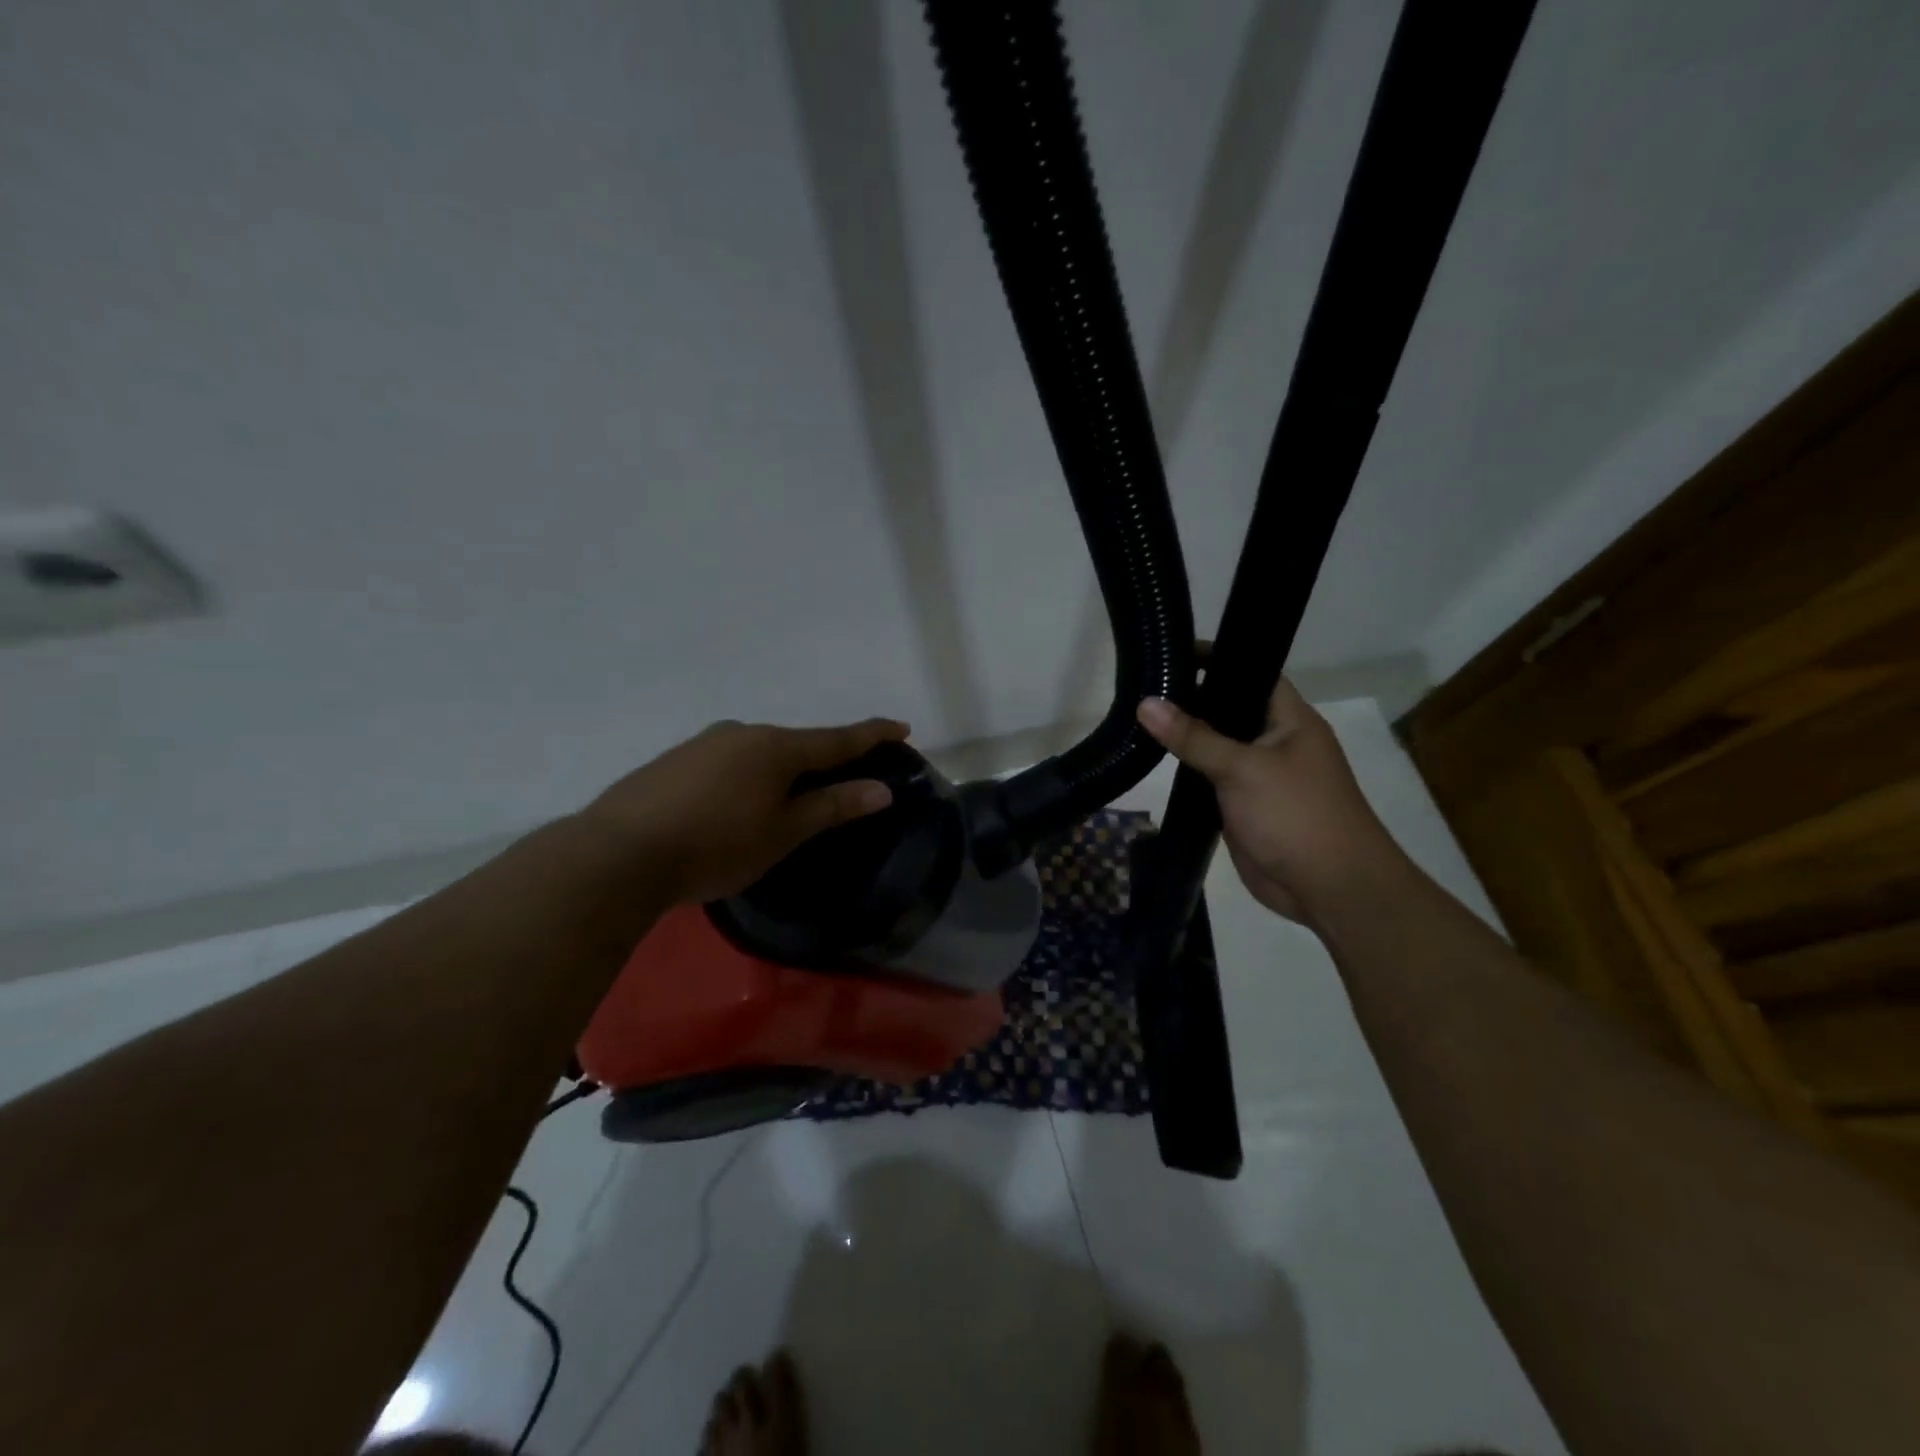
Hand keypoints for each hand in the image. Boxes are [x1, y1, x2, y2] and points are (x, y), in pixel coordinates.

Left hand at [578, 716, 909, 904]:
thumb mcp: (783, 832)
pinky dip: (746, 778)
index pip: (837, 738)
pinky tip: (735, 806)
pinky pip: (728, 763)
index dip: (872, 735)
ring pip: (758, 753)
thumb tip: (881, 789)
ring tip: (784, 803)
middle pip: (796, 744)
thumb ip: (832, 806)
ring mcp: (704, 743)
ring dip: (780, 771)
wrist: (618, 854)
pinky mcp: (674, 761)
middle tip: (841, 782)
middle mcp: (742, 733)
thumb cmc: (717, 845)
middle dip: (822, 759)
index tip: (901, 727)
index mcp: (776, 747)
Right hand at [1136, 680, 1398, 923]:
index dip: (1217, 658)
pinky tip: (1153, 760)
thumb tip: (1146, 703)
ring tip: (1137, 716)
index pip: (1253, 672)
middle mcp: (1275, 741)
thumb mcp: (1242, 768)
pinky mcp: (1242, 805)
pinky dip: (1187, 770)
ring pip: (1216, 746)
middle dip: (1191, 698)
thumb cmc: (1296, 814)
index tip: (1172, 651)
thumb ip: (1193, 736)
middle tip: (1143, 684)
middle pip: (1229, 709)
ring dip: (1185, 737)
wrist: (1328, 887)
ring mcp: (1258, 775)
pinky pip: (1210, 779)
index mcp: (1290, 720)